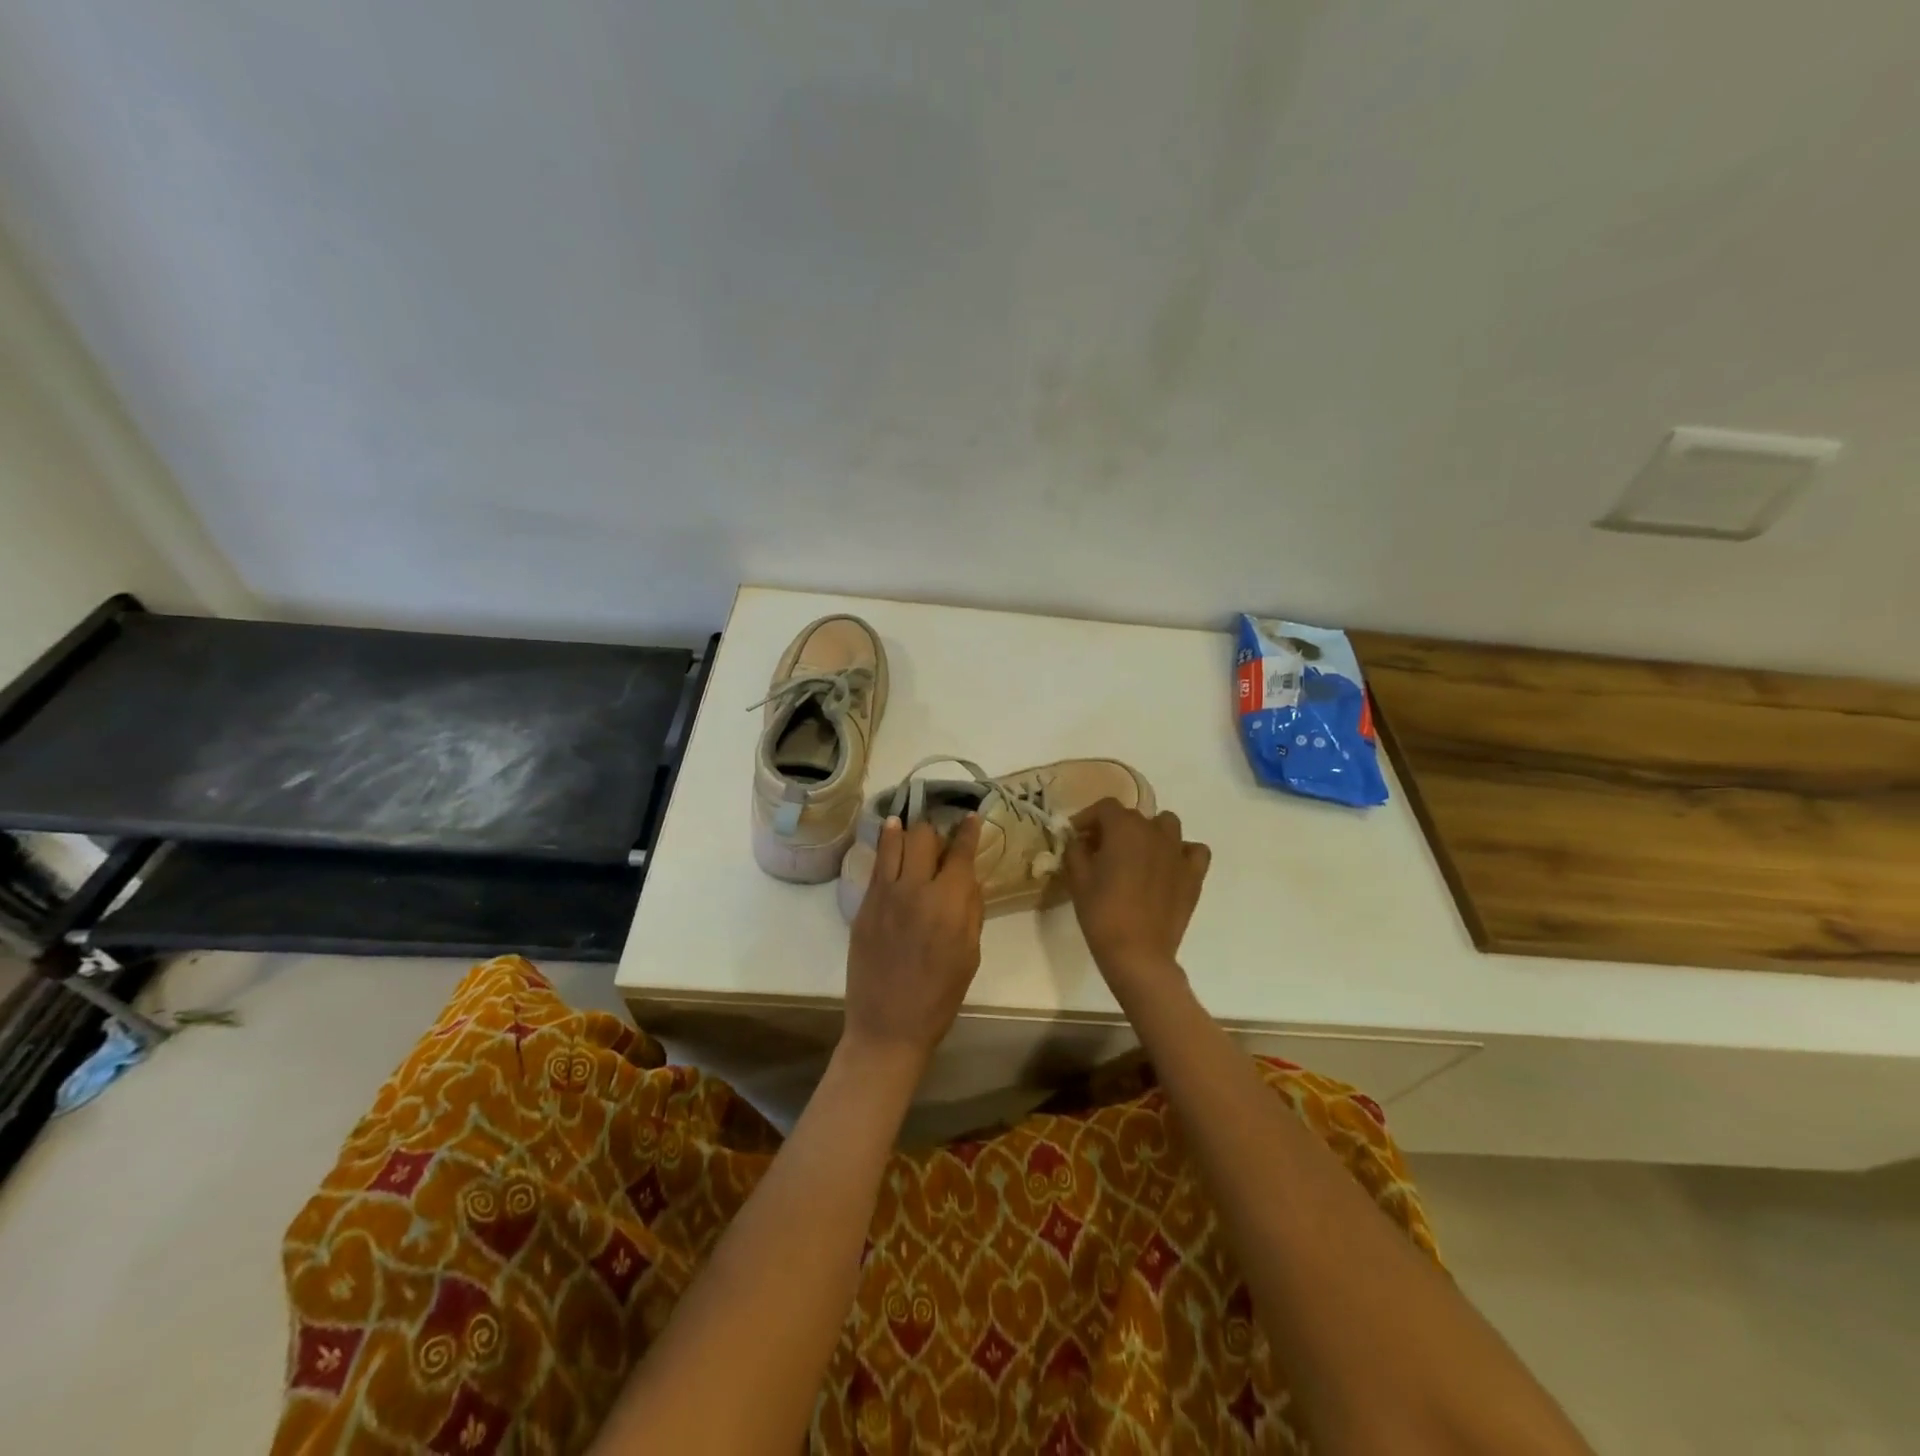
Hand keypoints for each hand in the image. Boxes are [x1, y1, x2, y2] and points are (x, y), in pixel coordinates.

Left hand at [842, 815, 984, 1072]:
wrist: (888, 1025)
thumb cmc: (940, 996)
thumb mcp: (970, 954)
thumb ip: (971, 910)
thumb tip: (969, 878)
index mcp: (948, 902)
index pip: (961, 851)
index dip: (968, 830)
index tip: (971, 816)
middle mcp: (915, 888)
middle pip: (924, 836)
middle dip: (936, 830)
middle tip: (940, 838)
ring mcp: (884, 893)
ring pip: (894, 841)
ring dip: (905, 829)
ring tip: (907, 823)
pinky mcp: (863, 904)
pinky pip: (876, 864)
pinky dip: (886, 847)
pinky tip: (889, 839)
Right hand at [1063, 799, 1210, 991]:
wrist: (1138, 954)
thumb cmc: (1102, 913)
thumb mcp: (1078, 879)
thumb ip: (1075, 851)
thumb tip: (1078, 840)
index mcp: (1124, 829)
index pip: (1105, 807)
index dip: (1087, 818)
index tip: (1076, 835)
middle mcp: (1154, 832)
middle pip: (1133, 816)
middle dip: (1113, 827)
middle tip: (1099, 850)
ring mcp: (1178, 852)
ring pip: (1166, 825)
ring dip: (1149, 832)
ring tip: (1136, 853)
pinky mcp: (1193, 875)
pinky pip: (1194, 850)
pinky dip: (1181, 852)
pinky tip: (1168, 866)